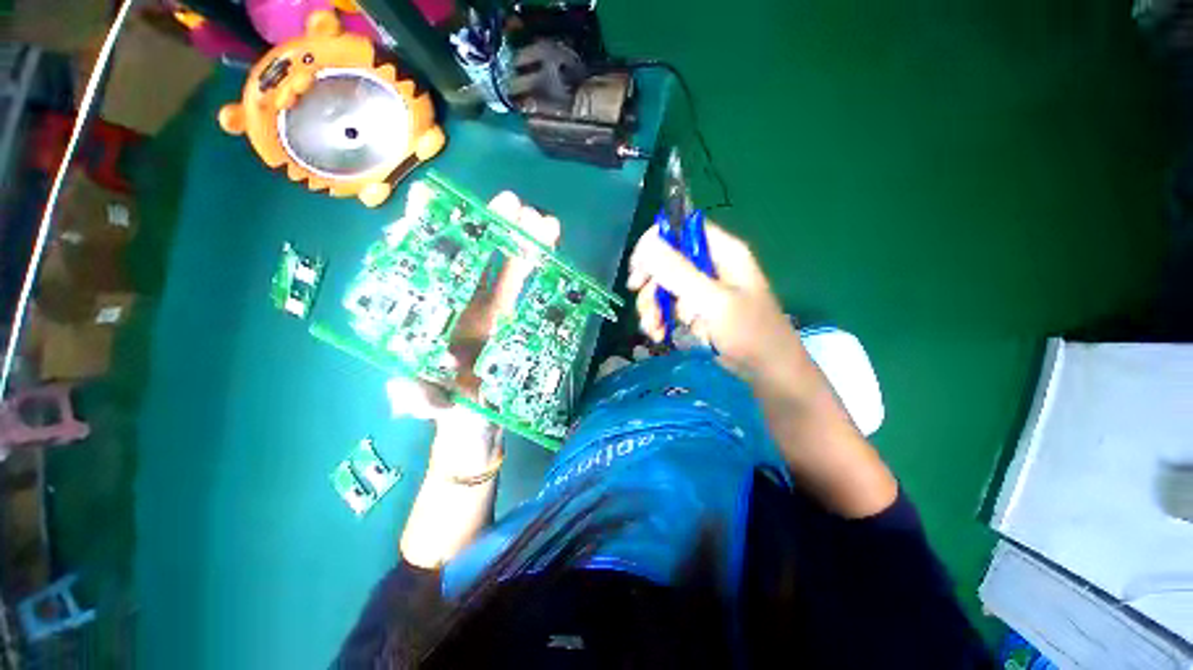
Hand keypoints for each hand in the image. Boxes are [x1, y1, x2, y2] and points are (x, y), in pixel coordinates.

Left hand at [387, 191, 560, 423]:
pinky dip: (539, 266)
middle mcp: (460, 304)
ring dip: (524, 240)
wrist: (479, 420)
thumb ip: (414, 397)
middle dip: (490, 226)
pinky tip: (552, 247)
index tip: (431, 200)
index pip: (424, 265)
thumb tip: (407, 383)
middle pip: (474, 257)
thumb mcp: (426, 404)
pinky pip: (528, 288)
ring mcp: (492, 309)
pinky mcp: (516, 319)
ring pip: (507, 267)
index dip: (424, 232)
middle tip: (512, 202)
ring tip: (542, 219)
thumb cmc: (448, 408)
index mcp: (431, 315)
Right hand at [626, 222, 804, 378]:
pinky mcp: (696, 308)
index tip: (638, 271)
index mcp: (721, 252)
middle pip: (666, 260)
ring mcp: (701, 288)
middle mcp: (709, 265)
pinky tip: (659, 334)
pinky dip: (659, 319)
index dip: (654, 244)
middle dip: (651, 285)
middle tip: (644, 308)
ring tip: (653, 329)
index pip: (681, 229)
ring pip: (663, 286)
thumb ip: (680, 273)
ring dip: (652, 307)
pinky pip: (668, 306)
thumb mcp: (714, 302)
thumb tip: (649, 244)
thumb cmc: (749, 332)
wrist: (766, 370)